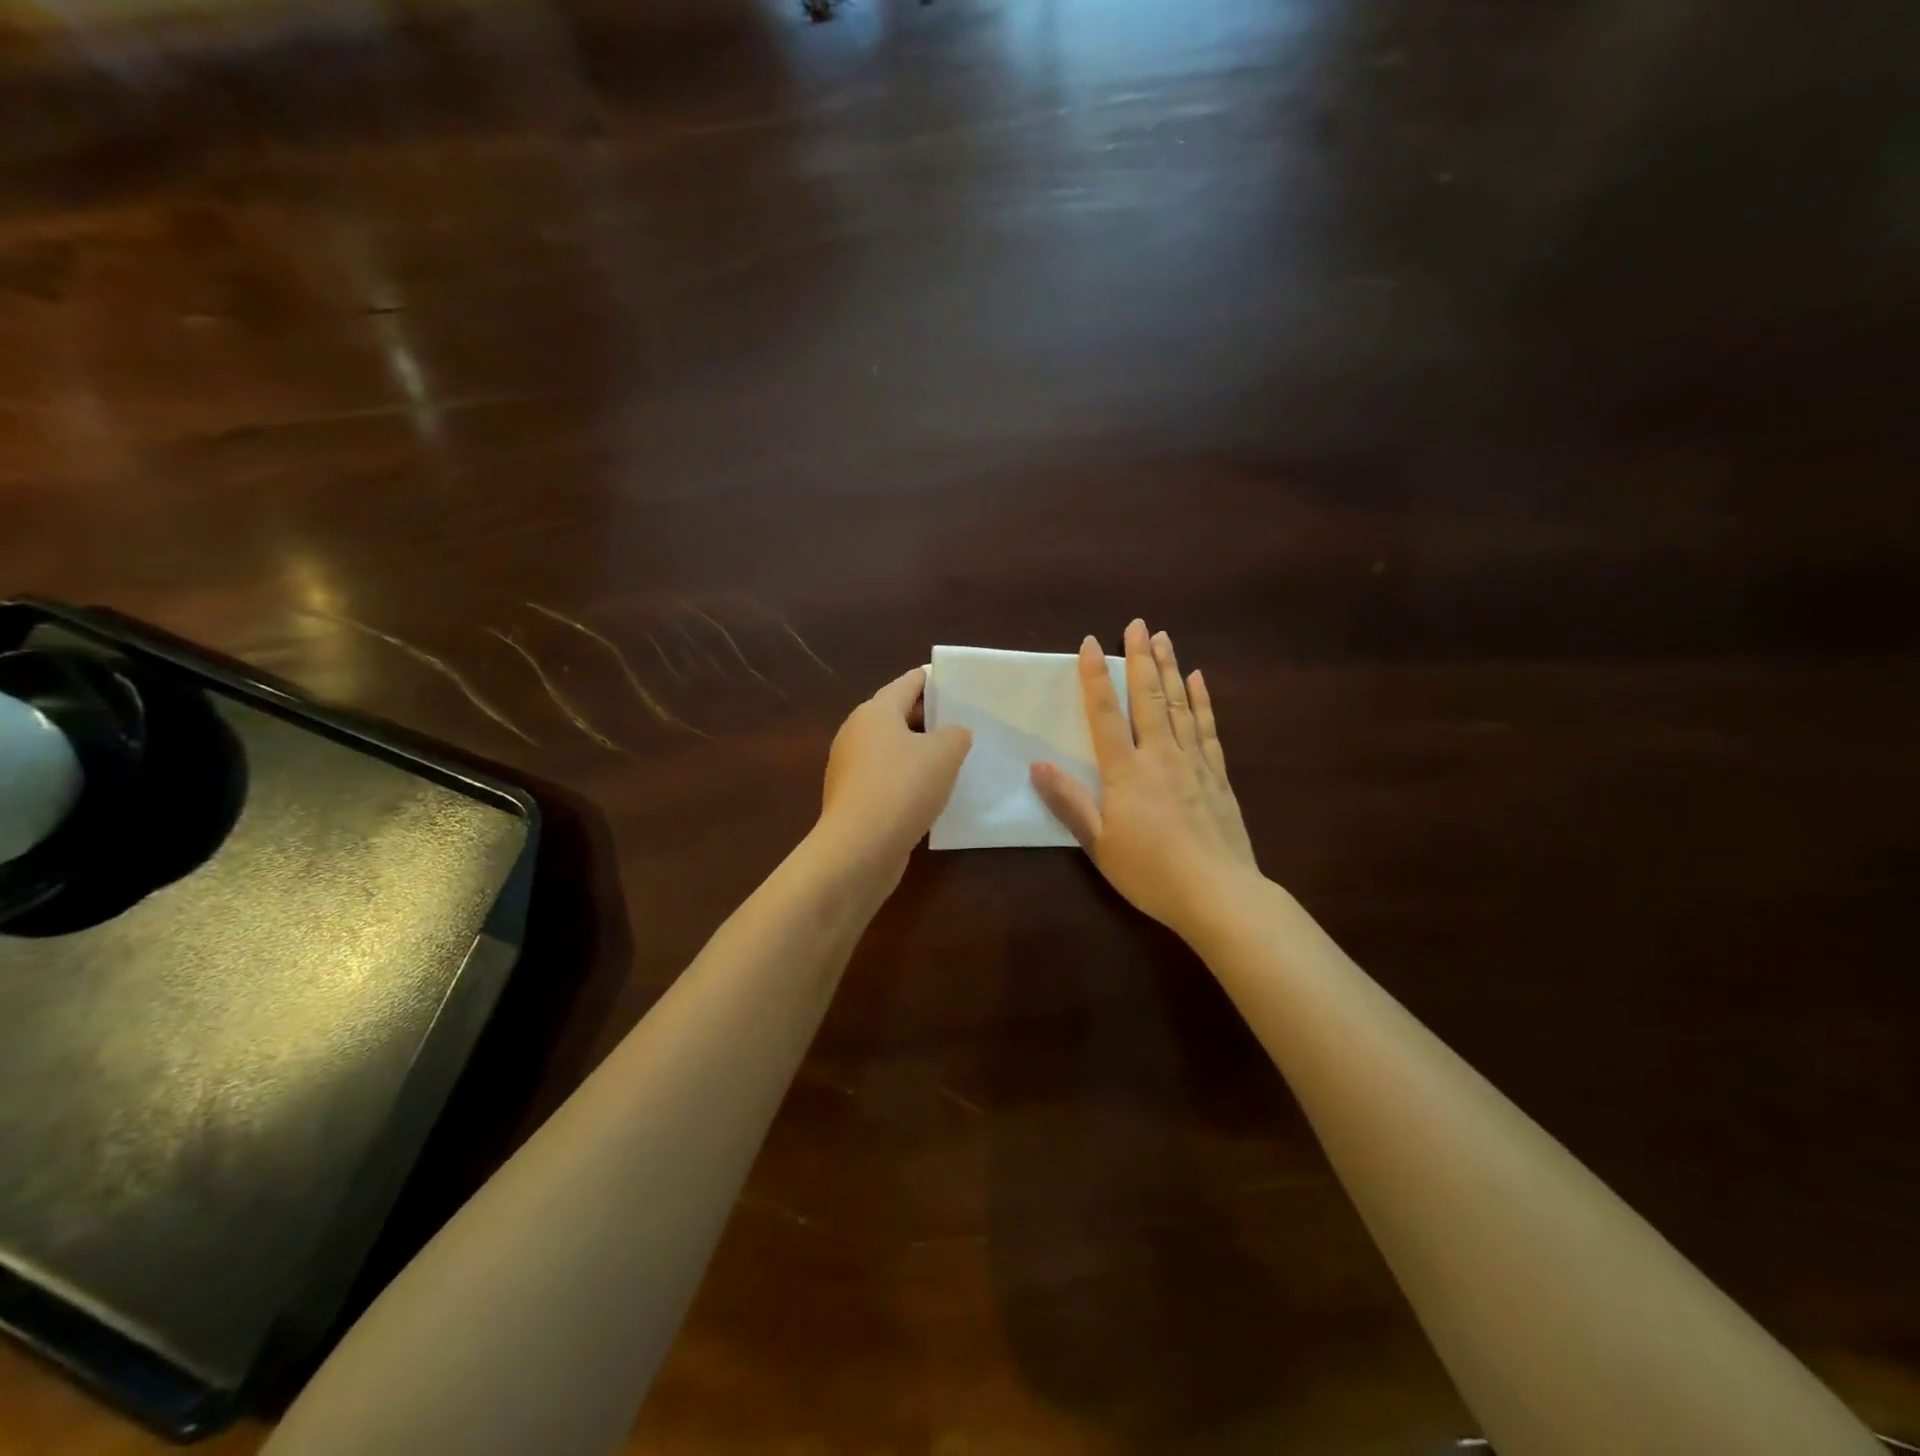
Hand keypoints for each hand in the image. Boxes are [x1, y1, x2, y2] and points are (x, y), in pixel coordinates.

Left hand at [818, 666, 972, 880]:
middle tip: (964, 722)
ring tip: (953, 759)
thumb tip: (953, 734)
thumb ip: (956, 734)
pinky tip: (931, 793)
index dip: (934, 680)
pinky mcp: (853, 799)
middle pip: (898, 715)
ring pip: (892, 749)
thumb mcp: (944, 753)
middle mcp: (856, 733)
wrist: (859, 849)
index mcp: (876, 711)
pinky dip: (907, 779)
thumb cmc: (902, 787)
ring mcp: (850, 768)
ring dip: (919, 751)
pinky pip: (886, 778)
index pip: (909, 682)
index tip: (958, 682)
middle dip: (929, 717)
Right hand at [1031, 620, 1258, 939]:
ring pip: (1179, 705)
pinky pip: (1207, 728)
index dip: (1096, 678)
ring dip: (1169, 669)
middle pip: (1148, 698)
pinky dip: (1201, 701)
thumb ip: (1069, 802)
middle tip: (1137, 624)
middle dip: (1140, 659)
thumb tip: (1037, 765)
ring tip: (1164, 638)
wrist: (1218, 893)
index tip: (1091, 644)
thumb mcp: (1099, 844)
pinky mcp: (1218, 775)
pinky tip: (1198, 680)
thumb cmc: (1150, 872)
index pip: (1106, 715)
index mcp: (1126, 772)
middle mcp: (1160, 756)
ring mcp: (1193, 762)